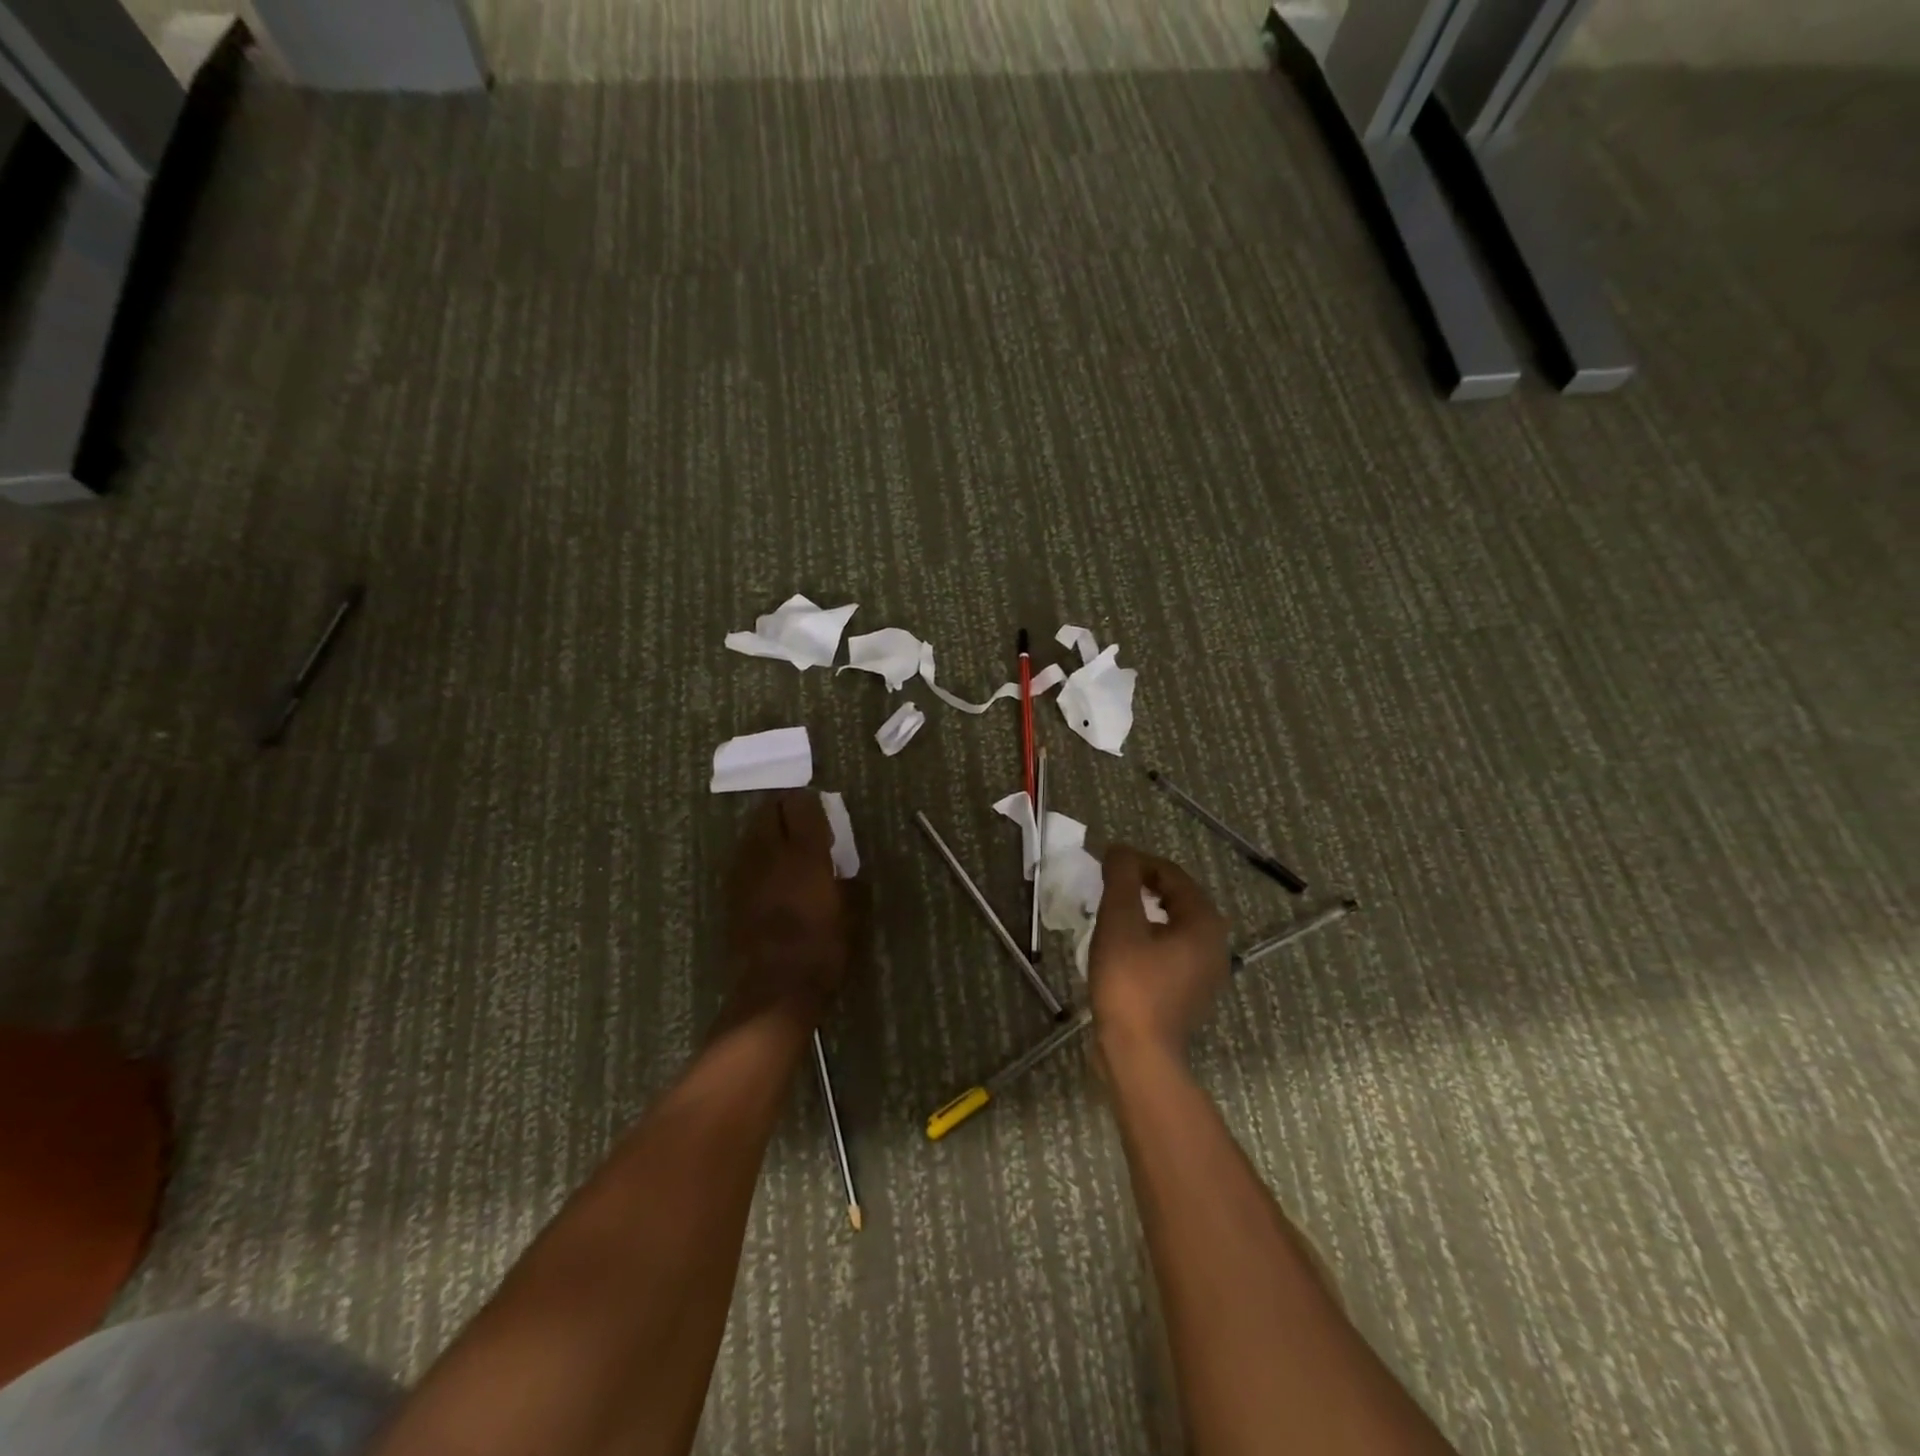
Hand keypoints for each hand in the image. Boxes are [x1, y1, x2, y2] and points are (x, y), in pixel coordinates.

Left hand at [722, 791, 850, 1026]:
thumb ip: (848, 882)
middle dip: (783, 809)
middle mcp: (770, 854)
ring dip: (767, 831)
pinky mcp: (731, 892)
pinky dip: (757, 856)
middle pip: (768, 812)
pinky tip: (769, 872)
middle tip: (800, 820)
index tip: (821, 809)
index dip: (810, 802)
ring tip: (784, 845)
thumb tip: (844, 870)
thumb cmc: (822, 949)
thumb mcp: (851, 914)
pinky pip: (744, 859)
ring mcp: (745, 872)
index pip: (801, 806)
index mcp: (805, 854)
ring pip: (752, 833)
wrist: (775, 988)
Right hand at [1087, 844, 1229, 1059]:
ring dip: (1144, 912)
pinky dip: (1148, 939)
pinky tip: (1122, 946)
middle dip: (1141, 886)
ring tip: (1111, 913)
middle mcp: (1215, 943)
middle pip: (1176, 898)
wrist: (1139, 1054)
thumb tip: (1120, 850)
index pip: (1170, 874)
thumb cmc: (1129, 982)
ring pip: (1173, 926)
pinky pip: (1171, 951)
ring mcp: (1206, 972)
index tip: (1105, 864)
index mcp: (1204, 922)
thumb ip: (1122, 878)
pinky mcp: (1190, 993)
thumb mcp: (1120, 921)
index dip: (1136, 862)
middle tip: (1107, 885)